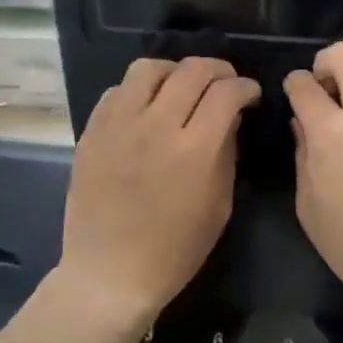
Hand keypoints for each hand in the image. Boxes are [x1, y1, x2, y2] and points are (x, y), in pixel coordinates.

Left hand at [61, 58, 259, 326]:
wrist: (111, 274)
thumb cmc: (175, 250)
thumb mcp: (219, 205)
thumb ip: (226, 153)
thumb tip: (230, 117)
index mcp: (195, 150)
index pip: (226, 92)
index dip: (245, 87)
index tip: (250, 94)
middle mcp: (156, 126)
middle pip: (192, 71)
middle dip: (218, 69)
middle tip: (225, 82)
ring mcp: (118, 126)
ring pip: (148, 69)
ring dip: (174, 71)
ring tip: (182, 86)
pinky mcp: (92, 132)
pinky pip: (117, 91)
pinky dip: (139, 91)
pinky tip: (147, 108)